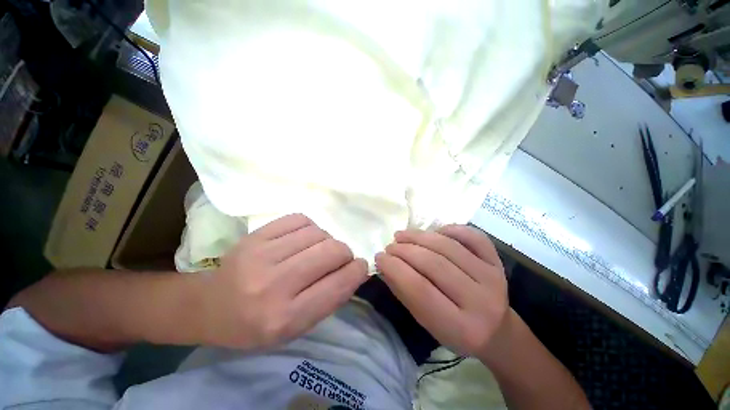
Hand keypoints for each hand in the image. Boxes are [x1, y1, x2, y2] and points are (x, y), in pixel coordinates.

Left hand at [197, 214, 367, 348]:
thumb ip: (323, 305)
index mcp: (287, 317)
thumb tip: (351, 272)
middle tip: (338, 262)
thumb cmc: (253, 329)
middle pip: (331, 252)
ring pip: (316, 233)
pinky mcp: (253, 237)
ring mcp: (261, 256)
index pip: (337, 285)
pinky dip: (309, 228)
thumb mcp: (291, 332)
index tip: (361, 268)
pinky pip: (296, 219)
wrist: (212, 308)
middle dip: (345, 255)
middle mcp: (275, 285)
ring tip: (318, 252)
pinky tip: (303, 239)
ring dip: (327, 241)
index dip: (357, 272)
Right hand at [375, 225, 507, 356]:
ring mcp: (493, 278)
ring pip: (453, 248)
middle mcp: (480, 300)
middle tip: (389, 247)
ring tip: (403, 235)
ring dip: (423, 237)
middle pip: (437, 266)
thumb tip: (387, 268)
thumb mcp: (431, 328)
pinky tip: (435, 231)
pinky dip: (453, 230)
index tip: (379, 258)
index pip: (421, 291)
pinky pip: (475, 238)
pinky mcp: (499, 263)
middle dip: (407, 252)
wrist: (497, 332)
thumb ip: (410, 299)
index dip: (397, 270)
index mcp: (460, 326)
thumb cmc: (459, 336)